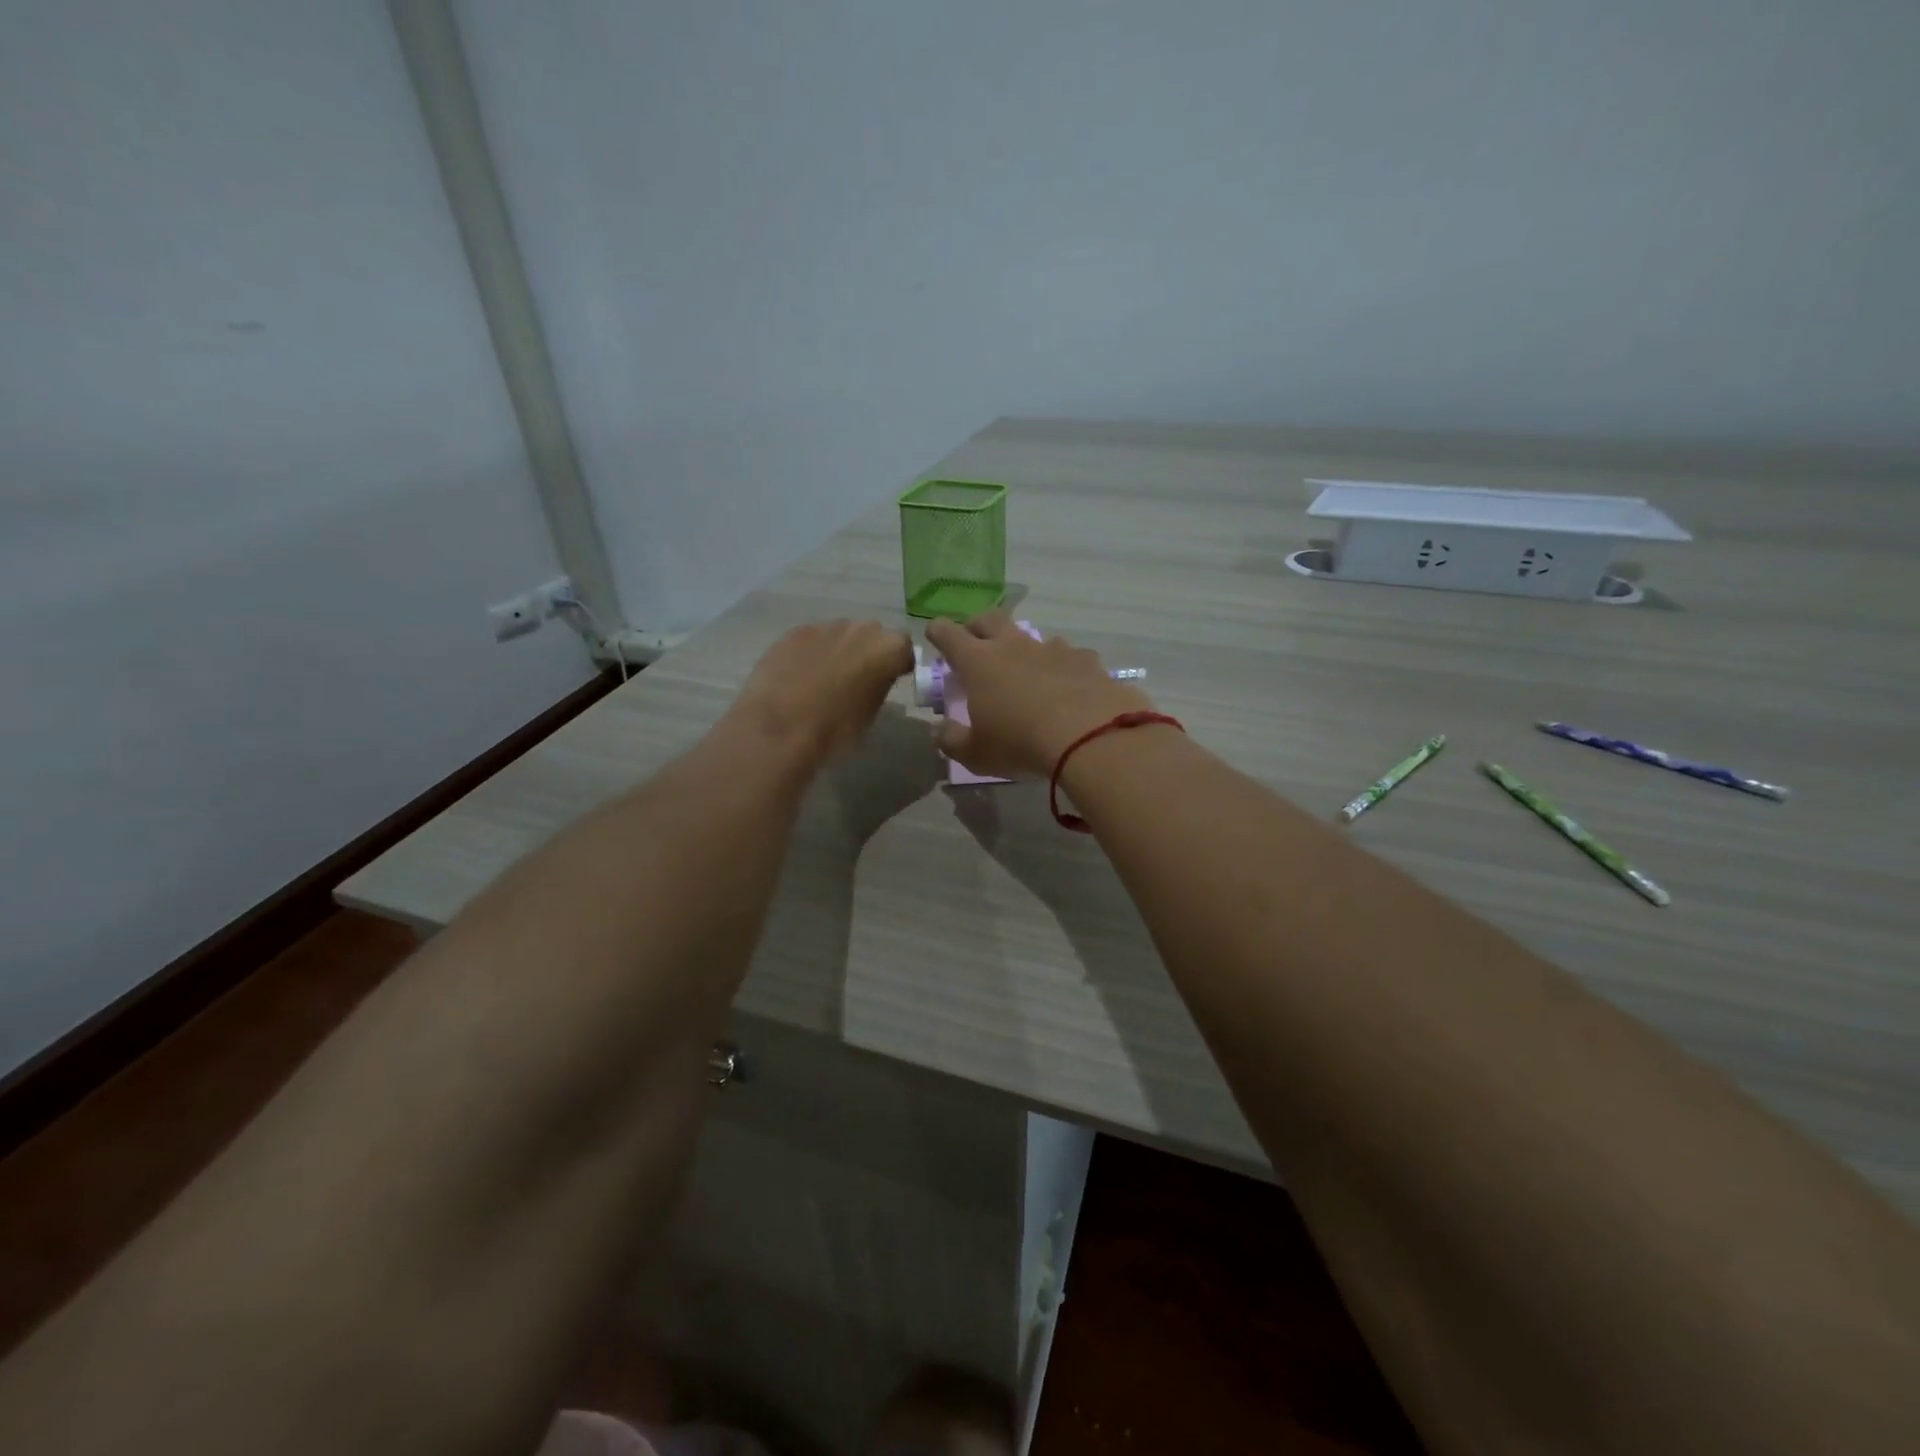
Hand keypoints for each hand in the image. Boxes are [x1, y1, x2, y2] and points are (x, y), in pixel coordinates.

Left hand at [729, 619, 914, 766]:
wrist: (780, 728)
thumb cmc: (834, 730)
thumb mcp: (871, 713)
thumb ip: (879, 685)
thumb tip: (875, 678)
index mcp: (888, 649)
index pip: (904, 649)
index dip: (898, 663)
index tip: (890, 679)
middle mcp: (862, 629)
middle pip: (873, 634)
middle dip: (868, 651)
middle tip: (856, 677)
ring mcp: (826, 626)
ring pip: (841, 634)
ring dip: (839, 649)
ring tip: (823, 677)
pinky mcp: (795, 631)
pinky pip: (812, 639)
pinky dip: (811, 652)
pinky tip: (799, 675)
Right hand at [927, 612, 1154, 778]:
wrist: (1091, 736)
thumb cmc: (1021, 743)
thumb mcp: (976, 754)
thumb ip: (952, 741)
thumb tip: (941, 730)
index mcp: (979, 662)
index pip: (949, 634)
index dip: (939, 632)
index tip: (935, 634)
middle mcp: (1013, 645)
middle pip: (989, 619)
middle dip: (977, 625)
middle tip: (975, 641)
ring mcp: (1052, 648)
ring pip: (1031, 636)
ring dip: (1023, 648)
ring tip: (1026, 672)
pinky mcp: (1086, 659)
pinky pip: (1068, 655)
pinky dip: (1061, 666)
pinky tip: (1067, 686)